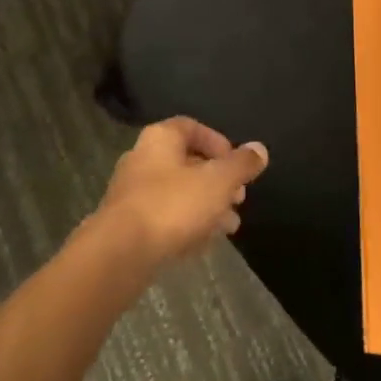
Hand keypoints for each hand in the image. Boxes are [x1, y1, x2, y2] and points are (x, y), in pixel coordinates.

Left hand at [93, 117, 269, 268]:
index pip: (192, 127)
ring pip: (177, 193)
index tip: (237, 165)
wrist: (120, 253)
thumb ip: (241, 165)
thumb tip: (260, 149)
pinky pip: (164, 217)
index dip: (218, 142)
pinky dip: (186, 225)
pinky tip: (204, 244)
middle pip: (186, 162)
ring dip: (205, 206)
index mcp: (160, 138)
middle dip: (217, 180)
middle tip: (238, 198)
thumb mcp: (217, 182)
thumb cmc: (172, 205)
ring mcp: (132, 192)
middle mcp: (142, 158)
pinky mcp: (128, 224)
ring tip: (230, 226)